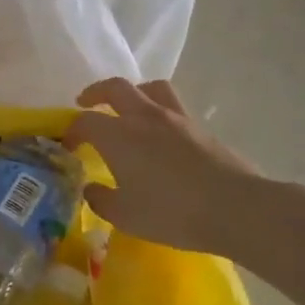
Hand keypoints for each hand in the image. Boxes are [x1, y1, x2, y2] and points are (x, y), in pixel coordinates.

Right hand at [63, 78, 261, 256]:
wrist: (236, 209)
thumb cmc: (172, 212)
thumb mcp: (125, 216)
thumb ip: (101, 200)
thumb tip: (92, 189)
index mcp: (118, 135)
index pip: (84, 121)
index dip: (71, 131)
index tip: (67, 146)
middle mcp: (144, 117)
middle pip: (115, 88)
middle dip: (95, 93)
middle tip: (86, 103)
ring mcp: (176, 119)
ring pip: (150, 88)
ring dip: (133, 93)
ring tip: (128, 108)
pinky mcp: (201, 129)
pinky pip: (174, 107)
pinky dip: (159, 112)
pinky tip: (160, 134)